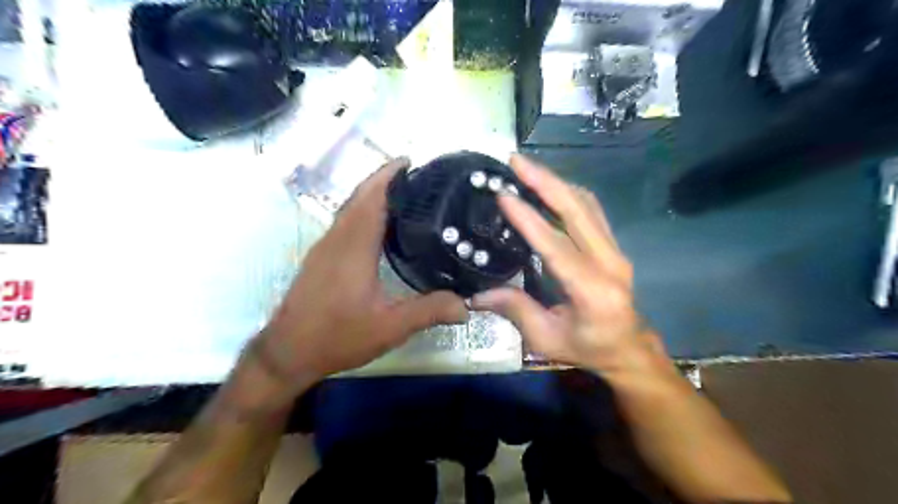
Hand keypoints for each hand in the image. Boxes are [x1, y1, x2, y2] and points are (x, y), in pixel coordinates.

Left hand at [254, 159, 469, 383]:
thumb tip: (466, 305)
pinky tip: (380, 228)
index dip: (388, 176)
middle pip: (359, 197)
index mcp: (354, 247)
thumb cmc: (337, 336)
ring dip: (372, 194)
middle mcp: (337, 239)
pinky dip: (363, 212)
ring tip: (403, 196)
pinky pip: (345, 223)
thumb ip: (428, 311)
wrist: (287, 352)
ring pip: (350, 209)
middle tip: (415, 176)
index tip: (410, 162)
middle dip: (383, 180)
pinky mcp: (320, 258)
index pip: (372, 199)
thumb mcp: (389, 328)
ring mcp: (324, 247)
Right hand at [471, 155, 665, 375]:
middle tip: (515, 161)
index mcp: (592, 290)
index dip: (529, 219)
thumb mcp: (547, 338)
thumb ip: (515, 311)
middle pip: (578, 210)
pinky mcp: (613, 246)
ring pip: (586, 204)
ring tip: (527, 169)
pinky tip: (549, 186)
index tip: (504, 194)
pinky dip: (568, 193)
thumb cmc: (588, 348)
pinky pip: (591, 210)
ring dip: (556, 182)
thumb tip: (476, 295)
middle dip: (545, 181)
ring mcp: (615, 250)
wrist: (629, 349)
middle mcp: (609, 263)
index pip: (557, 246)